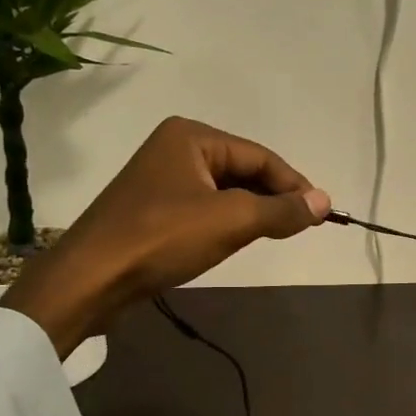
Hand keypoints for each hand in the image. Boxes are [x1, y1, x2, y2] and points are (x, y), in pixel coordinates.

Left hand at [2, 117, 330, 354]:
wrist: (91, 278)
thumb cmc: (162, 238)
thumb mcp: (231, 221)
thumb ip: (281, 210)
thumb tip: (325, 201)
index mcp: (192, 136)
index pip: (260, 156)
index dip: (294, 185)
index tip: (321, 214)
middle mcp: (175, 148)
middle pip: (242, 170)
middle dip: (272, 198)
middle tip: (301, 227)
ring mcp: (160, 179)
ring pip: (224, 192)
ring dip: (251, 212)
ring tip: (275, 235)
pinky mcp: (152, 209)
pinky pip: (204, 208)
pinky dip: (227, 223)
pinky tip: (235, 241)